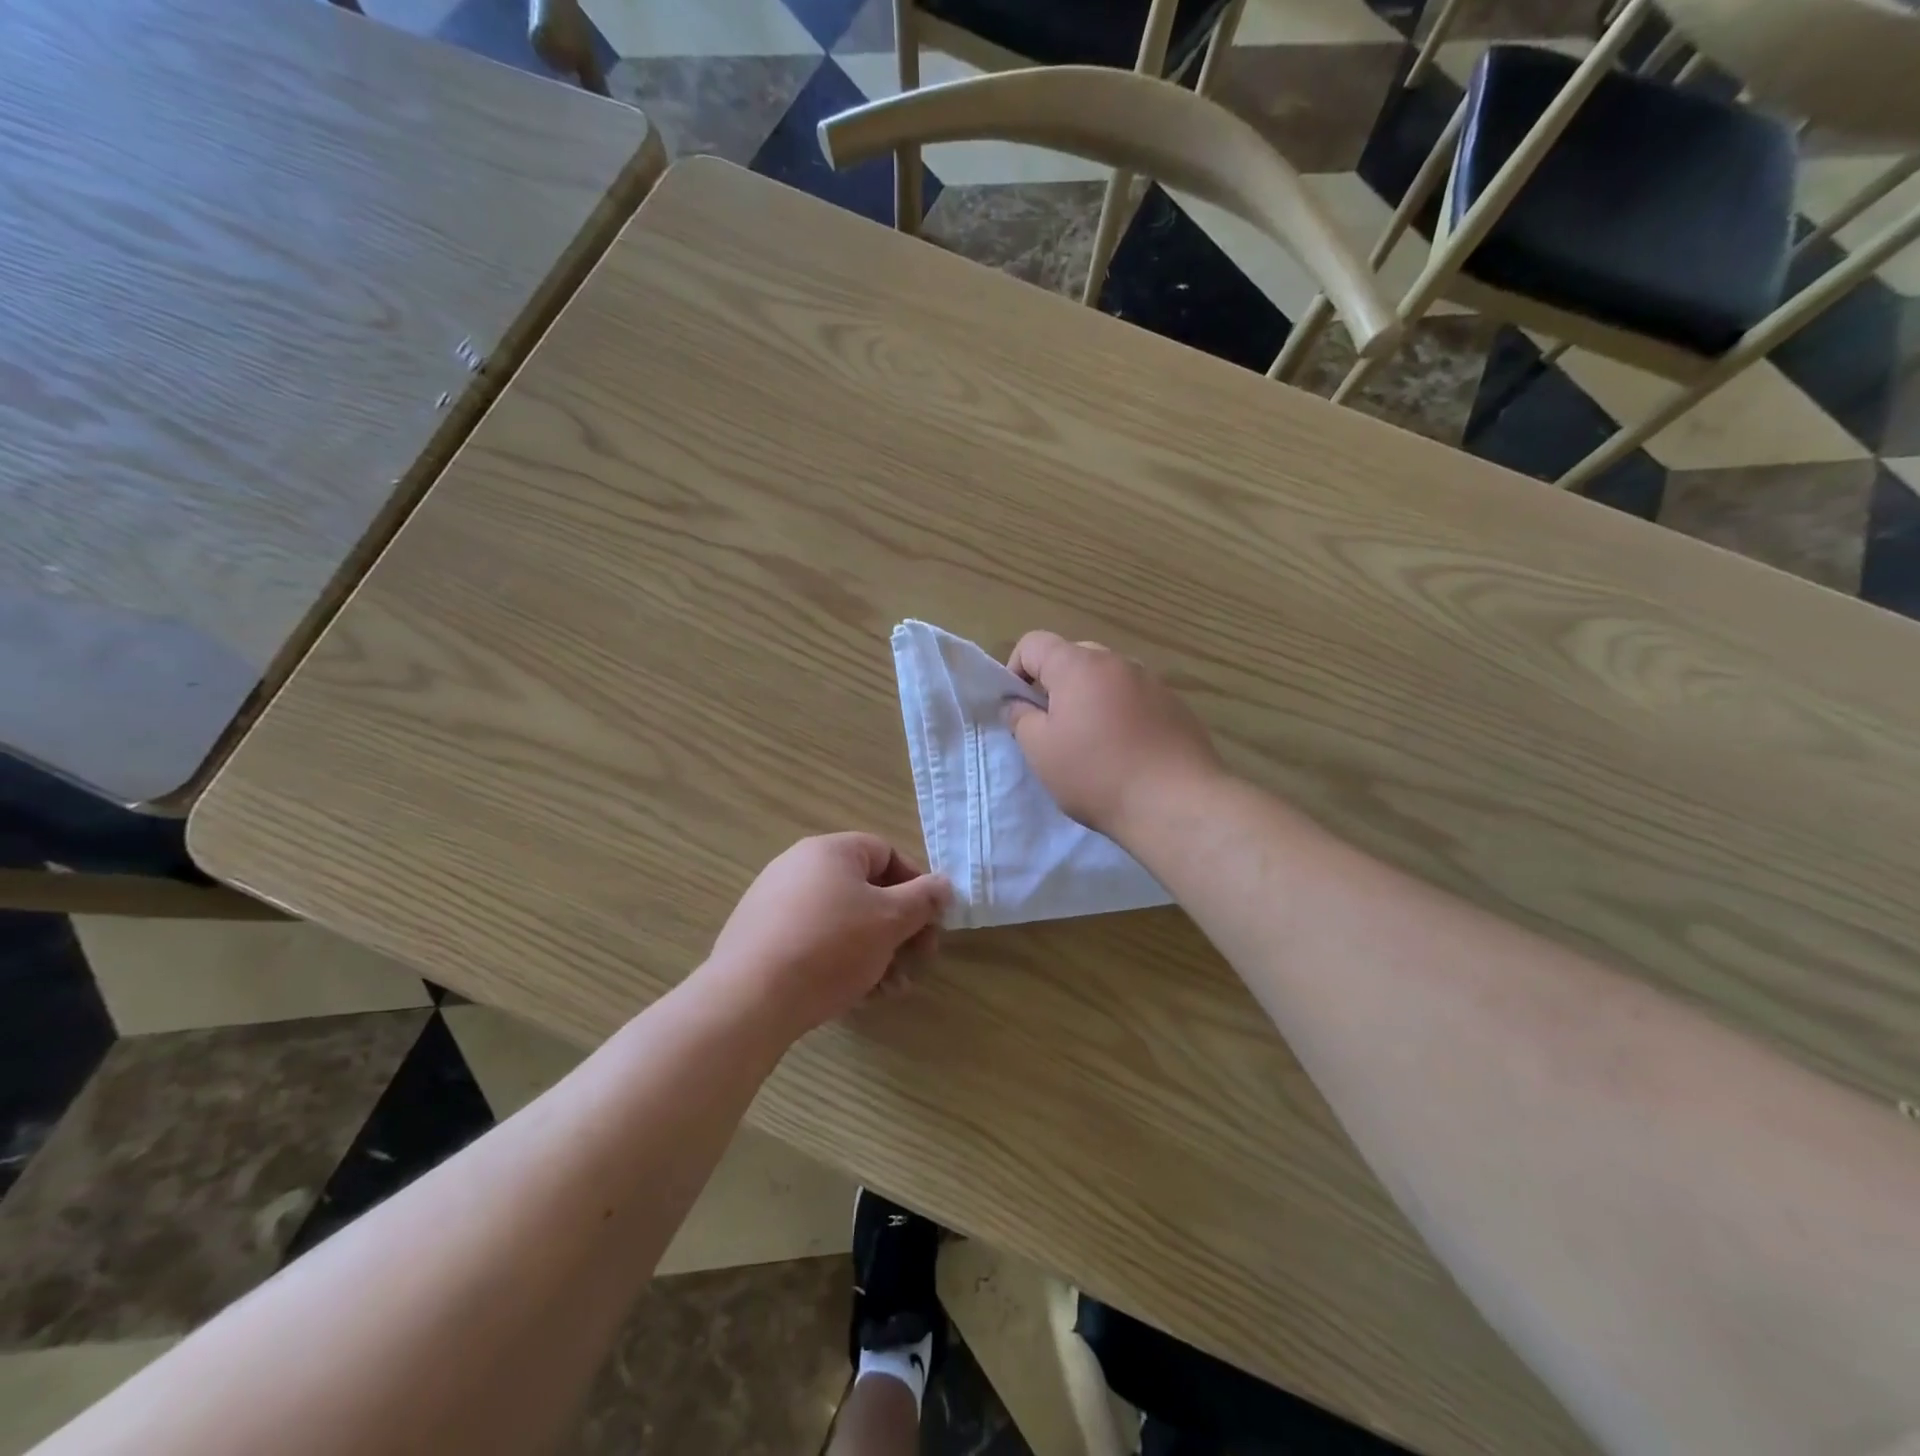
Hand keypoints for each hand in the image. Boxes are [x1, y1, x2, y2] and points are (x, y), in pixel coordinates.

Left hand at [706, 833, 950, 1035]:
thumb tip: (944, 884)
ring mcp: (776, 904)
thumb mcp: (890, 920)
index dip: (916, 885)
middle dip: (899, 929)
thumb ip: (923, 898)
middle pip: (866, 892)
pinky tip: (859, 996)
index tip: (931, 922)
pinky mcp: (762, 940)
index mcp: (829, 851)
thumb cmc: (830, 947)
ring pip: (843, 923)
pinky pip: (815, 943)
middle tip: (918, 961)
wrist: (749, 1000)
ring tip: (891, 989)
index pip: (886, 853)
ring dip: (877, 953)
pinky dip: (843, 963)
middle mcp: (799, 868)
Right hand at [1005, 631, 1222, 838]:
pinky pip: (1135, 698)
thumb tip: (1019, 704)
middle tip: (1052, 727)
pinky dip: (1121, 714)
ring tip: (1092, 743)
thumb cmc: (1096, 774)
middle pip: (1073, 657)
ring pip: (1107, 678)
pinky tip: (1127, 752)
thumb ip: (1020, 718)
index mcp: (1079, 666)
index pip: (1034, 643)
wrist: (1176, 803)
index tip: (1019, 708)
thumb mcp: (1040, 751)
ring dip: (1090, 699)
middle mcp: (1118, 662)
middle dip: (1055, 685)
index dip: (1015, 670)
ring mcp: (1152, 682)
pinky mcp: (1176, 706)